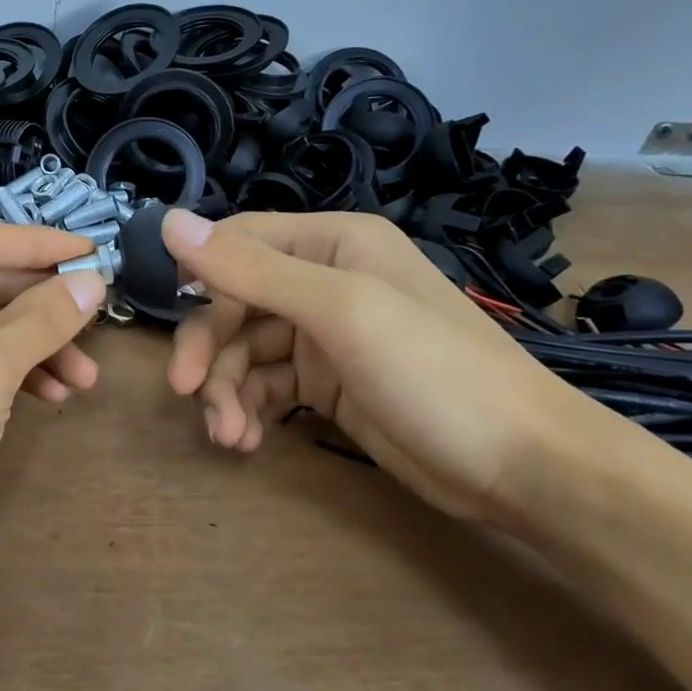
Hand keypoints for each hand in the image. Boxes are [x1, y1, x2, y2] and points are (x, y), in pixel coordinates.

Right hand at [163, 209, 608, 524]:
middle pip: (235, 302)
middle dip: (211, 349)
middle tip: (187, 392)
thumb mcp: (341, 312)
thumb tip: (167, 221)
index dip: (199, 276)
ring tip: (228, 435)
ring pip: (245, 350)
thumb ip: (252, 269)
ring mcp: (326, 335)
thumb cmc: (436, 372)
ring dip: (226, 390)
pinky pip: (266, 385)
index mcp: (333, 243)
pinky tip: (248, 440)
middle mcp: (325, 280)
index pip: (239, 242)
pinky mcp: (327, 384)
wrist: (523, 469)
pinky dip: (249, 409)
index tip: (171, 317)